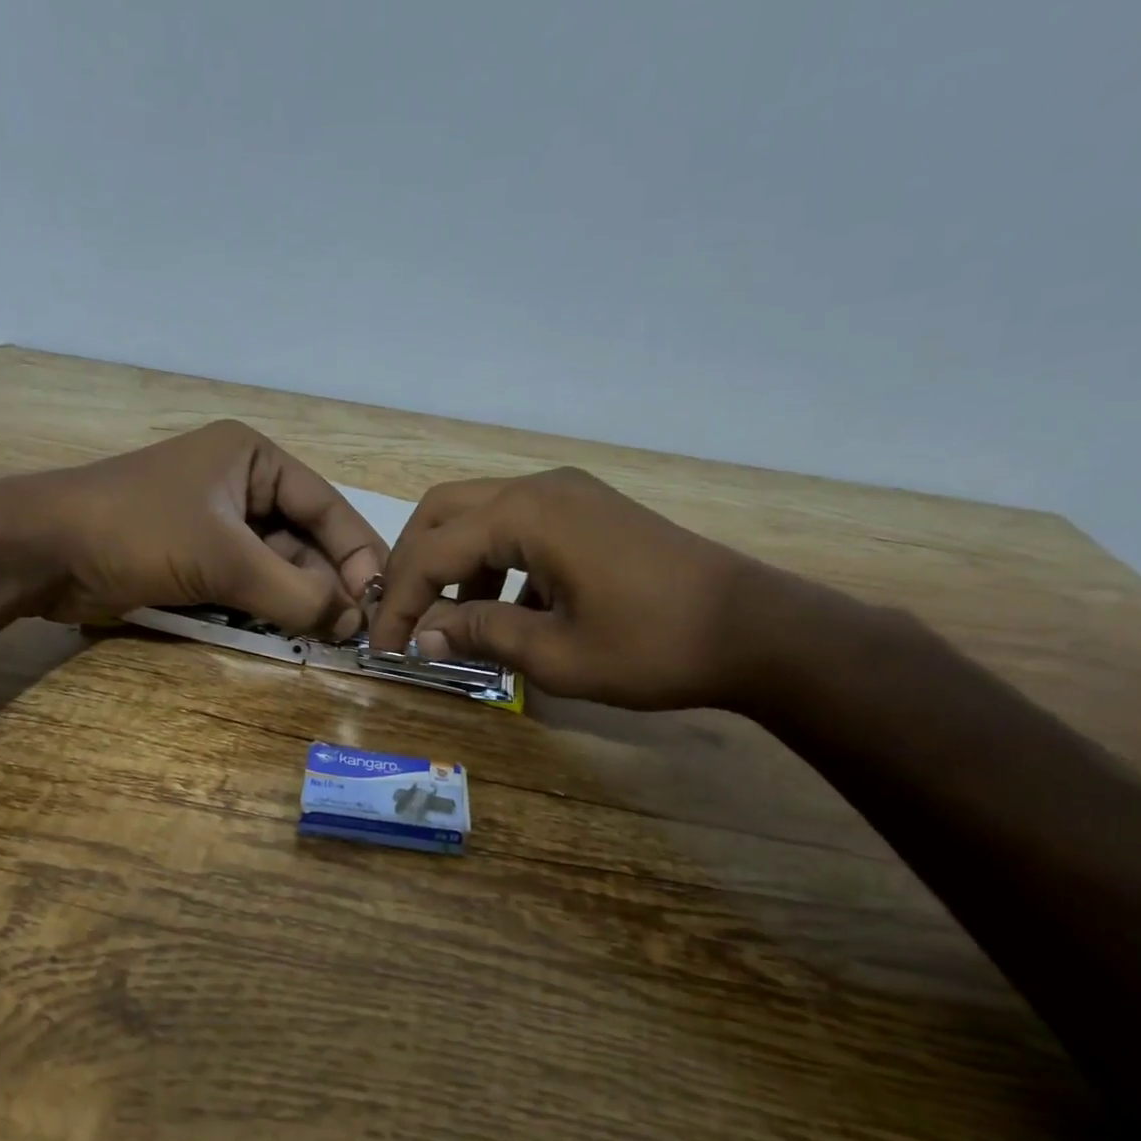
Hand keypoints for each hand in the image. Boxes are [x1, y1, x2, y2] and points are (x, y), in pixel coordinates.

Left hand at [10, 420, 387, 634]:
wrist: (41, 551)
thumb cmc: (138, 531)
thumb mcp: (224, 559)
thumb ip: (294, 592)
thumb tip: (353, 622)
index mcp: (253, 459)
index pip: (325, 504)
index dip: (357, 551)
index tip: (381, 597)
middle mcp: (241, 485)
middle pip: (304, 538)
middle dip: (327, 582)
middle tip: (351, 630)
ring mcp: (217, 524)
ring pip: (277, 565)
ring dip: (299, 599)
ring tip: (326, 637)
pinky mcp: (196, 558)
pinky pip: (248, 583)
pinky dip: (268, 607)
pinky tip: (288, 632)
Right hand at [368, 467, 762, 709]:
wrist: (755, 630)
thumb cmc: (653, 646)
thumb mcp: (556, 654)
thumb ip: (481, 634)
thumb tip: (425, 636)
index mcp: (527, 514)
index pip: (433, 551)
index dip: (401, 602)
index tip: (385, 648)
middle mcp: (540, 487)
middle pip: (444, 513)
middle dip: (416, 567)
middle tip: (406, 620)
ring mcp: (569, 494)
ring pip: (480, 516)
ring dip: (455, 565)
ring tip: (454, 624)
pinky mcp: (589, 511)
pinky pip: (519, 526)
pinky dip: (496, 564)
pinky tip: (509, 611)